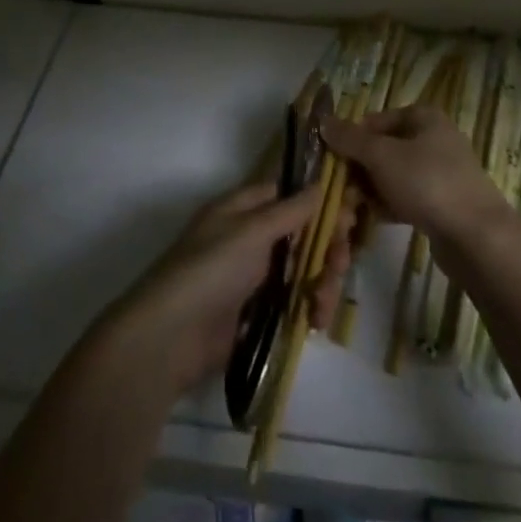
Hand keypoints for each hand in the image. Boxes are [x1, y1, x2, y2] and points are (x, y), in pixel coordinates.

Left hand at [106, 182, 350, 394]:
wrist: (170, 338)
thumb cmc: (210, 269)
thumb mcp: (251, 232)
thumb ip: (290, 210)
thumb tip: (320, 183)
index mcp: (243, 209)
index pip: (288, 194)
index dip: (318, 201)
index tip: (350, 210)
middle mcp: (251, 238)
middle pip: (302, 233)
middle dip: (326, 246)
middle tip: (339, 261)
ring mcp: (255, 277)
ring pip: (304, 269)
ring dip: (322, 282)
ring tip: (323, 304)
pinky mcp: (259, 314)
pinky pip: (295, 301)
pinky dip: (310, 307)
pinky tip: (316, 320)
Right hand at [320, 106, 514, 244]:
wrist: (477, 236)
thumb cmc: (426, 183)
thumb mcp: (381, 156)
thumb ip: (350, 140)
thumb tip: (323, 122)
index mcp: (423, 117)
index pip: (376, 120)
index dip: (352, 139)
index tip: (333, 163)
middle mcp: (434, 138)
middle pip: (384, 149)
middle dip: (360, 170)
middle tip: (341, 193)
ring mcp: (441, 172)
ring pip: (394, 176)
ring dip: (371, 191)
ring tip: (353, 211)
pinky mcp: (444, 203)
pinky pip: (408, 197)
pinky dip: (390, 206)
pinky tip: (375, 220)